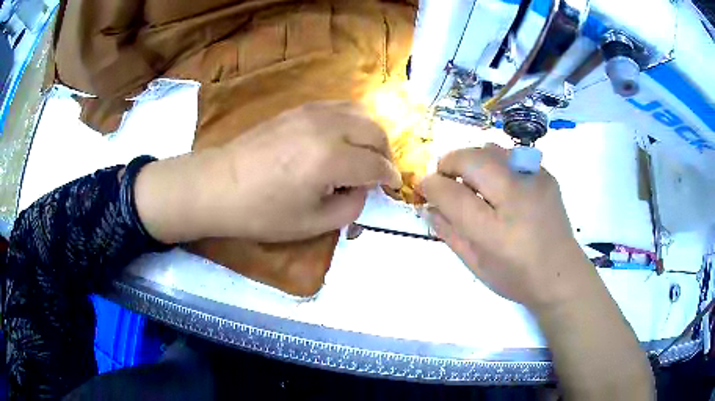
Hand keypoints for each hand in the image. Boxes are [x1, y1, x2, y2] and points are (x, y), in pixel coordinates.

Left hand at [135, 101, 401, 243]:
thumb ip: (351, 206)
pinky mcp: (299, 108)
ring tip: (366, 153)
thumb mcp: (313, 224)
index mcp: (331, 160)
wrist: (220, 185)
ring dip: (372, 133)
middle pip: (375, 132)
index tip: (393, 186)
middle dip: (385, 154)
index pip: (375, 164)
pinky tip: (345, 136)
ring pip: (361, 112)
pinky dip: (353, 120)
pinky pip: (340, 106)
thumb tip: (363, 187)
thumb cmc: (262, 212)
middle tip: (380, 173)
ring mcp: (312, 112)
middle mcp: (327, 127)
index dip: (390, 177)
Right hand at [418, 144, 596, 310]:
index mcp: (496, 231)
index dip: (431, 185)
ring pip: (490, 149)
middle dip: (448, 164)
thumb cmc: (517, 277)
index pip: (452, 194)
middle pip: (471, 159)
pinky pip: (510, 156)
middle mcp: (517, 197)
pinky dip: (495, 165)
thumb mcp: (476, 265)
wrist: (562, 274)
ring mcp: (534, 180)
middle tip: (445, 180)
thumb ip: (449, 233)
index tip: (423, 187)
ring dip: (471, 161)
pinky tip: (500, 186)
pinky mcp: (545, 174)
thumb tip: (428, 205)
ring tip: (472, 182)